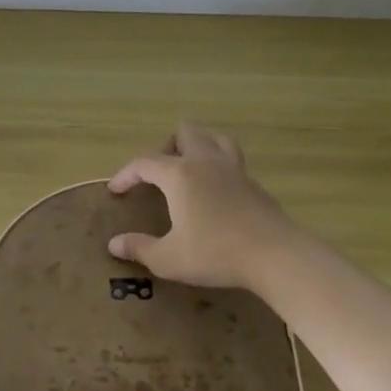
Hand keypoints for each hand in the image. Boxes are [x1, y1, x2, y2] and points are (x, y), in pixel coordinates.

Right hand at [107, 124, 298, 289]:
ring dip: (197, 146)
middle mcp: (206, 162)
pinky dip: (217, 167)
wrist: (275, 256)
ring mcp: (234, 170)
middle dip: (166, 147)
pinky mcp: (254, 184)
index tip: (115, 190)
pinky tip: (214, 193)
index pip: (144, 162)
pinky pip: (231, 160)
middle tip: (158, 174)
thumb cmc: (215, 253)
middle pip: (185, 132)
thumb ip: (139, 248)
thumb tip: (114, 244)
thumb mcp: (168, 259)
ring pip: (214, 138)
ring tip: (187, 171)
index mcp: (180, 175)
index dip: (126, 174)